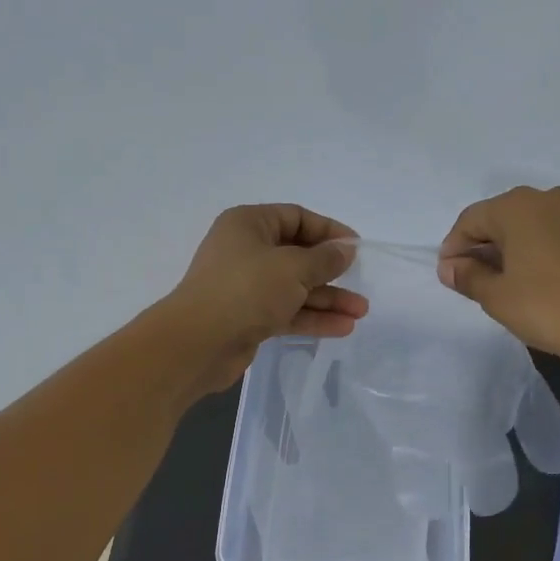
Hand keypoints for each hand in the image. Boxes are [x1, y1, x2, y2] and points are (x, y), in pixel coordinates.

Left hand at [162, 203, 367, 392]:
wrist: (198, 343)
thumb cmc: (246, 290)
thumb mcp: (293, 268)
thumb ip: (325, 259)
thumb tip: (345, 250)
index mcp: (249, 224)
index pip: (296, 217)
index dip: (329, 231)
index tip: (356, 248)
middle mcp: (246, 251)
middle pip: (298, 255)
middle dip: (332, 271)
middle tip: (361, 284)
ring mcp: (246, 286)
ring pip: (295, 287)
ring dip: (327, 299)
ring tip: (360, 313)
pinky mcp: (248, 316)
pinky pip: (287, 311)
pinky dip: (312, 317)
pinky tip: (342, 328)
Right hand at [438, 186, 559, 382]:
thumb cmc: (549, 309)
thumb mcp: (498, 298)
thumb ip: (468, 276)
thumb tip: (450, 266)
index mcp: (517, 207)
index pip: (471, 220)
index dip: (454, 247)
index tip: (449, 274)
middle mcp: (551, 198)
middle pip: (505, 216)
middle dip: (486, 244)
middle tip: (478, 278)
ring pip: (538, 223)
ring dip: (519, 246)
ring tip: (514, 279)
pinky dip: (549, 249)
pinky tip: (550, 278)